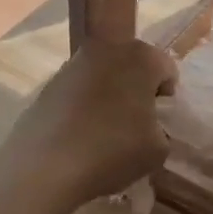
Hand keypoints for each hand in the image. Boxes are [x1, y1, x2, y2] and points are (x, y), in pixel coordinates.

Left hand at [0, 40, 176, 213]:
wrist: (45, 164)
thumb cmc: (112, 150)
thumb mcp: (158, 150)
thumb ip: (162, 130)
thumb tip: (149, 126)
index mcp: (140, 57)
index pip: (166, 70)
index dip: (167, 98)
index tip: (159, 123)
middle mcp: (107, 49)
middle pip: (132, 67)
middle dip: (137, 91)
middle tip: (136, 126)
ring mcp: (73, 63)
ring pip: (103, 77)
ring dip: (109, 96)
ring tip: (105, 133)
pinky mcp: (49, 82)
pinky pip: (78, 91)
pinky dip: (83, 106)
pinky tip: (80, 135)